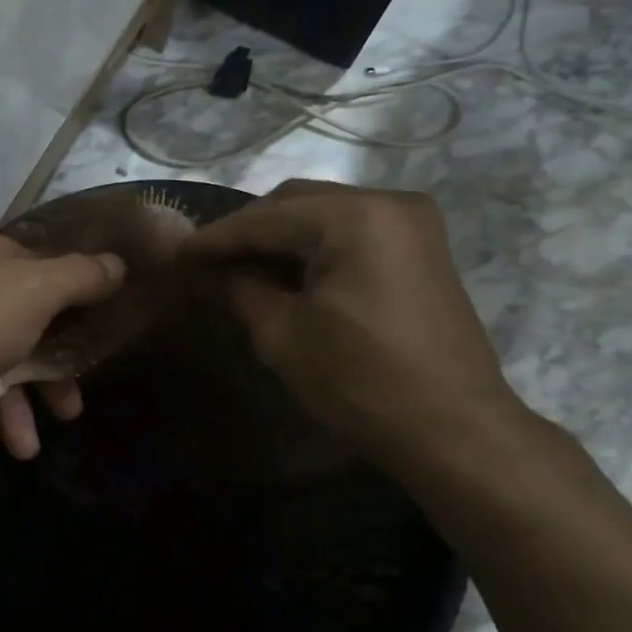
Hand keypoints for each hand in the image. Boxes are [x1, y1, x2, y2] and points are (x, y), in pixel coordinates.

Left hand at [0, 225, 124, 454]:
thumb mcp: (34, 293)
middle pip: (21, 320)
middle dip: (48, 372)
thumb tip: (119, 264)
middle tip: (69, 410)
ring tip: (24, 447)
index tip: (95, 343)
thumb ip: (81, 276)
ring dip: (14, 405)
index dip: (74, 304)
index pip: (41, 267)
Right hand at [184, 180, 526, 459]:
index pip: (265, 217)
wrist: (455, 430)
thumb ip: (237, 289)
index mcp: (355, 216)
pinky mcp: (422, 248)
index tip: (176, 255)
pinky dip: (315, 247)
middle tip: (207, 262)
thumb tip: (202, 271)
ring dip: (281, 238)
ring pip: (325, 214)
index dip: (216, 238)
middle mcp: (389, 201)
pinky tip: (288, 273)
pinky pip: (354, 231)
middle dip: (248, 231)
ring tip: (241, 268)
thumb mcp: (284, 335)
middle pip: (297, 202)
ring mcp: (413, 223)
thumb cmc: (362, 382)